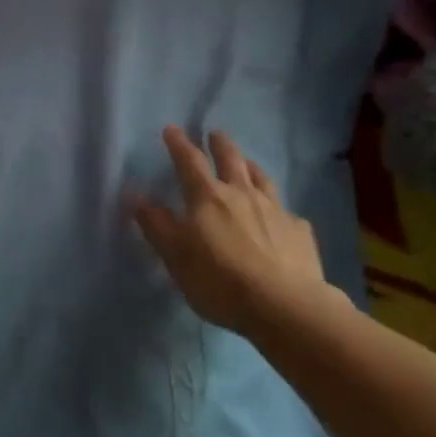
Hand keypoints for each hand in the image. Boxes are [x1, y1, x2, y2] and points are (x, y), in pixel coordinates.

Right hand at [131, 126, 343, 336]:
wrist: (285, 307)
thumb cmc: (220, 280)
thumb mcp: (175, 256)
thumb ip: (155, 224)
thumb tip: (135, 194)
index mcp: (207, 197)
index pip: (189, 161)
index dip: (178, 144)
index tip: (172, 129)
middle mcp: (242, 194)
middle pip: (231, 160)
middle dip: (220, 144)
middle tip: (215, 134)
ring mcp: (275, 210)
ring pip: (262, 179)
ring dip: (250, 167)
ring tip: (247, 163)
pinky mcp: (300, 232)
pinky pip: (287, 213)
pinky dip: (278, 209)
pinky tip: (280, 218)